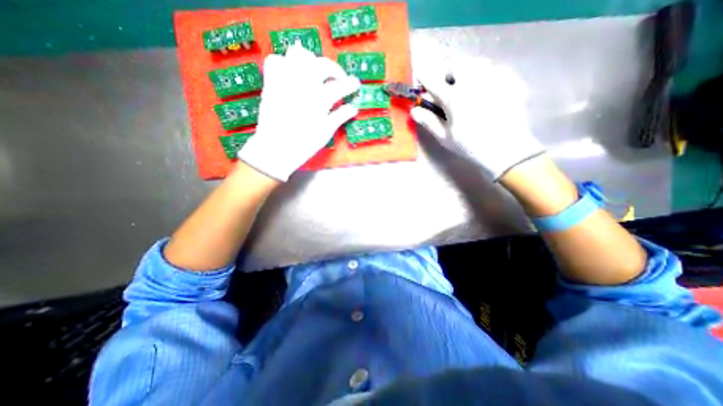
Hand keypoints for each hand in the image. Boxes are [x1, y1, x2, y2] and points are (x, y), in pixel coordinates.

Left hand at [239, 42, 359, 180]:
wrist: (276, 148)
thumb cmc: (304, 144)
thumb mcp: (326, 132)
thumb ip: (340, 116)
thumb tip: (353, 108)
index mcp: (320, 99)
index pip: (341, 85)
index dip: (351, 84)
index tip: (356, 85)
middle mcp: (304, 83)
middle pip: (323, 64)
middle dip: (335, 70)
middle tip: (339, 80)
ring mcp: (286, 79)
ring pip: (298, 53)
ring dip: (311, 60)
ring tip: (315, 73)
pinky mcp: (271, 81)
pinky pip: (276, 60)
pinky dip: (285, 63)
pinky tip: (292, 75)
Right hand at [409, 57, 544, 178]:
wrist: (505, 150)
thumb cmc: (470, 146)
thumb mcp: (445, 137)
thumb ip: (429, 121)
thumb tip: (414, 110)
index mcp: (454, 97)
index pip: (433, 80)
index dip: (425, 77)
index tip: (421, 78)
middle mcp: (473, 82)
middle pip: (456, 64)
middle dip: (447, 71)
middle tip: (446, 84)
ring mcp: (493, 79)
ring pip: (477, 62)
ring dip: (467, 70)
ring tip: (467, 85)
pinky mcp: (510, 82)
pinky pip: (496, 69)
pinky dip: (487, 74)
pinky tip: (487, 88)